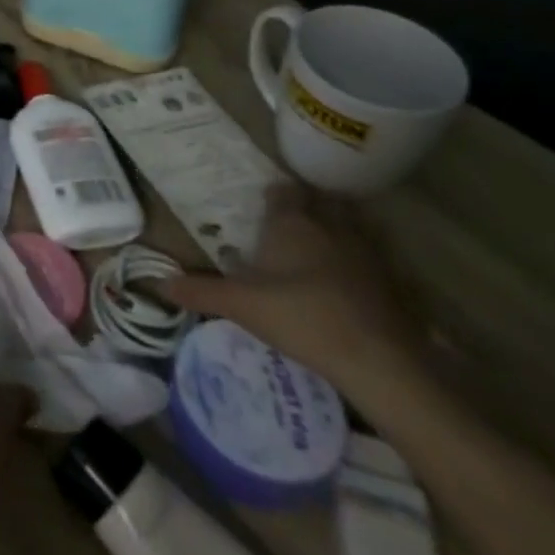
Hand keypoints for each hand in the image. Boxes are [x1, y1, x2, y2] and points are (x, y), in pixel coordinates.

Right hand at [163, 186, 427, 403]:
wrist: (380, 362)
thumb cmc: (300, 317)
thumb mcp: (240, 305)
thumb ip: (199, 291)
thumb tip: (159, 282)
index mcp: (291, 224)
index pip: (283, 192)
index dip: (276, 194)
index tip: (265, 201)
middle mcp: (330, 227)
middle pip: (321, 202)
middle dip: (310, 205)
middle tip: (294, 219)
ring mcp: (368, 254)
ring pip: (353, 226)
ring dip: (340, 228)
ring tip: (324, 243)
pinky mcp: (396, 284)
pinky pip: (377, 259)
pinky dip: (366, 262)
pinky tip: (356, 281)